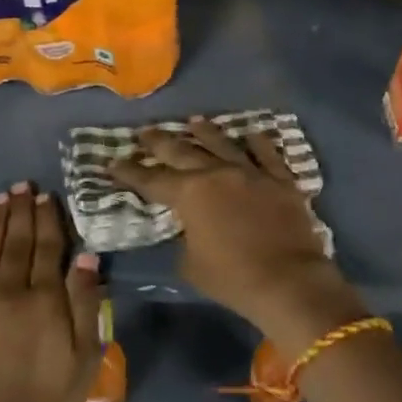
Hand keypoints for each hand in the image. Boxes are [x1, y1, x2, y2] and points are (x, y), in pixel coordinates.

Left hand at [0, 183, 102, 401]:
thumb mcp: (84, 357)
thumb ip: (85, 304)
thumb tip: (86, 257)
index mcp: (45, 299)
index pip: (48, 247)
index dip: (47, 219)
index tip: (45, 195)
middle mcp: (10, 292)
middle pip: (17, 242)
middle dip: (20, 211)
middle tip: (20, 185)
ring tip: (0, 198)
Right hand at [109, 117, 366, 354]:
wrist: (289, 281)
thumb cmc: (233, 278)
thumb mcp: (192, 264)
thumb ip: (185, 238)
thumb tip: (190, 227)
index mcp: (189, 194)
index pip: (151, 180)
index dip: (130, 172)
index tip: (113, 162)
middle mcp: (217, 173)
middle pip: (182, 151)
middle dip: (159, 142)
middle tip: (143, 132)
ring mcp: (250, 172)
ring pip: (223, 144)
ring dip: (205, 132)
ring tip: (193, 121)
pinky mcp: (280, 179)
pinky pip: (267, 154)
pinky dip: (258, 143)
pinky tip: (251, 133)